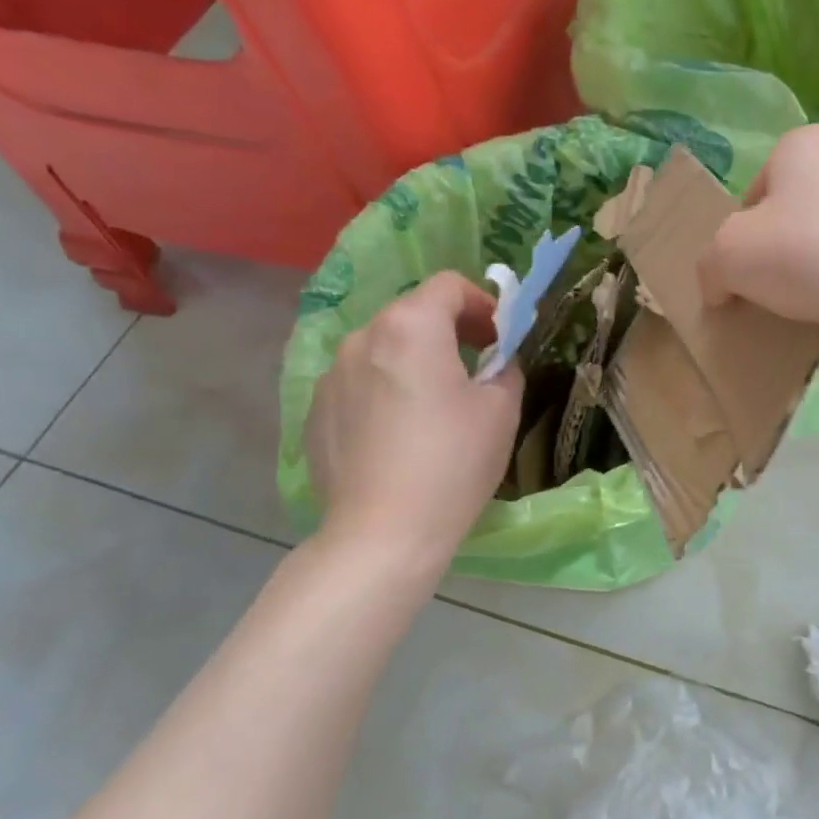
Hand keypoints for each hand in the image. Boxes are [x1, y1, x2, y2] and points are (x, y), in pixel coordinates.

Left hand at [305, 272, 522, 563]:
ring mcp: (331, 376)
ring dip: (413, 361)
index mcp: (411, 327)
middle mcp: (362, 338)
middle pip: (412, 314)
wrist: (383, 533)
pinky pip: (358, 384)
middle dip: (449, 331)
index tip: (500, 337)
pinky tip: (399, 434)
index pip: (448, 285)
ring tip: (434, 405)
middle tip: (475, 367)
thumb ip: (504, 369)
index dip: (482, 303)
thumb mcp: (501, 410)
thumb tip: (495, 362)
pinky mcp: (315, 412)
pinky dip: (384, 391)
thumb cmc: (453, 463)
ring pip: (382, 350)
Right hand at [698, 123, 818, 344]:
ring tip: (796, 329)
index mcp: (804, 149)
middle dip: (775, 269)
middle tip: (761, 307)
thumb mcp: (731, 254)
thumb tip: (719, 289)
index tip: (734, 280)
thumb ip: (710, 267)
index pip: (754, 192)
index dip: (736, 239)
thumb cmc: (815, 249)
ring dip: (811, 294)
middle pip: (794, 226)